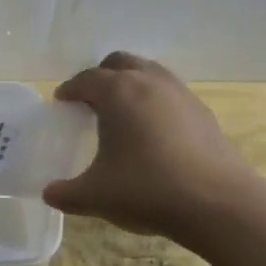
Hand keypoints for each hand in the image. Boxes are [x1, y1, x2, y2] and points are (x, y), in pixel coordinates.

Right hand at [42, 53, 256, 243]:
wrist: (216, 203)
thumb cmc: (147, 190)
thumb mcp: (95, 197)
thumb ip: (65, 193)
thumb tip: (49, 193)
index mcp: (117, 92)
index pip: (86, 79)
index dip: (70, 89)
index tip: (62, 102)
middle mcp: (149, 82)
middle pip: (120, 62)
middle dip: (102, 76)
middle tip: (91, 101)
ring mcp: (181, 94)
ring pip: (150, 73)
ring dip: (132, 84)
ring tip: (124, 113)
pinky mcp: (203, 113)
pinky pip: (171, 94)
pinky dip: (156, 103)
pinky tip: (155, 133)